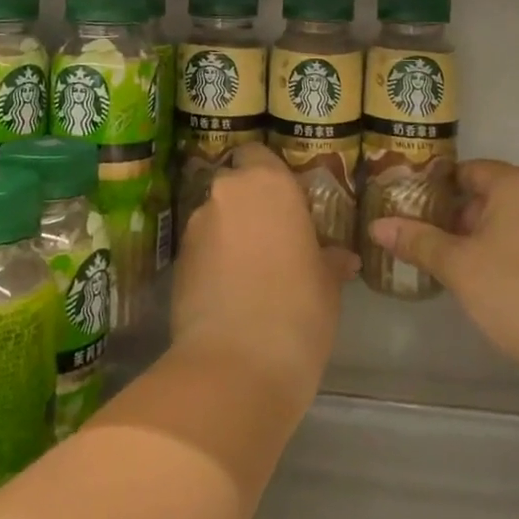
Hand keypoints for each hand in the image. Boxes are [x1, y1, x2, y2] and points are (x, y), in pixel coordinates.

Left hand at [171, 144, 358, 400]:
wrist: (236, 365)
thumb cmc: (298, 310)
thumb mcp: (327, 284)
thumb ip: (329, 260)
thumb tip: (342, 258)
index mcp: (268, 184)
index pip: (259, 153)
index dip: (269, 173)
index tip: (287, 201)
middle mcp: (226, 193)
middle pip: (235, 186)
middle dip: (249, 206)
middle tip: (274, 239)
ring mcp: (196, 226)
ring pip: (216, 217)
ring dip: (230, 234)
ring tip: (251, 272)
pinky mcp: (176, 260)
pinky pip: (201, 249)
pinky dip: (213, 261)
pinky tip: (229, 293)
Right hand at [367, 161, 518, 382]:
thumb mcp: (459, 266)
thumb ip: (417, 241)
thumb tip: (376, 226)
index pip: (468, 171)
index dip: (436, 187)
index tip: (410, 207)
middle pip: (491, 194)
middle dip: (458, 216)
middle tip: (426, 240)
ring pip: (513, 220)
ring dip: (483, 237)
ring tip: (453, 264)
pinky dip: (509, 251)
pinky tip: (492, 282)